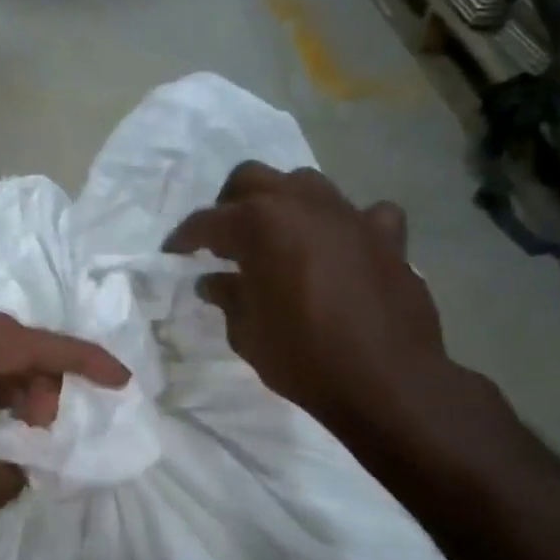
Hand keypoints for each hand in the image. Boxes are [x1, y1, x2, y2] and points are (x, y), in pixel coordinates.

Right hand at [164, 163, 486, 467]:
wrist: (386, 379)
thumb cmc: (303, 357)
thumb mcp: (248, 333)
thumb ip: (228, 298)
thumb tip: (213, 282)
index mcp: (261, 225)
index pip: (208, 221)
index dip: (184, 237)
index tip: (172, 253)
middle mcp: (304, 204)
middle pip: (254, 179)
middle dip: (229, 204)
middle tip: (221, 240)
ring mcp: (350, 214)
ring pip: (306, 184)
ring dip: (283, 205)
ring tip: (275, 240)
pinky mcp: (387, 235)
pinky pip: (362, 214)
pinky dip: (344, 226)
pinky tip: (340, 249)